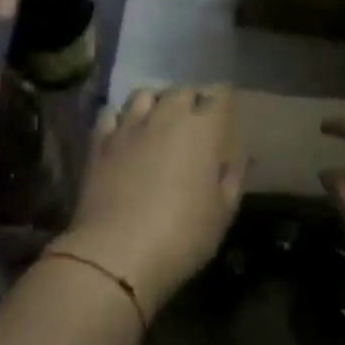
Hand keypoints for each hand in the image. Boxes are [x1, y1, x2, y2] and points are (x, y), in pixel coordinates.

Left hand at [53, 85, 246, 317]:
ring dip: (156, 102)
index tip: (226, 109)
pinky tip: (123, 130)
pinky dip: (119, 117)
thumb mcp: (222, 213)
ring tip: (158, 119)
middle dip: (192, 100)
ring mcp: (130, 126)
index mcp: (203, 129)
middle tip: (195, 120)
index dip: (224, 99)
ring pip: (144, 95)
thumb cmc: (182, 235)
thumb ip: (234, 178)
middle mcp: (167, 116)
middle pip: (182, 91)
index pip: (219, 95)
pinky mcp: (100, 142)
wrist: (117, 253)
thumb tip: (244, 156)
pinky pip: (110, 113)